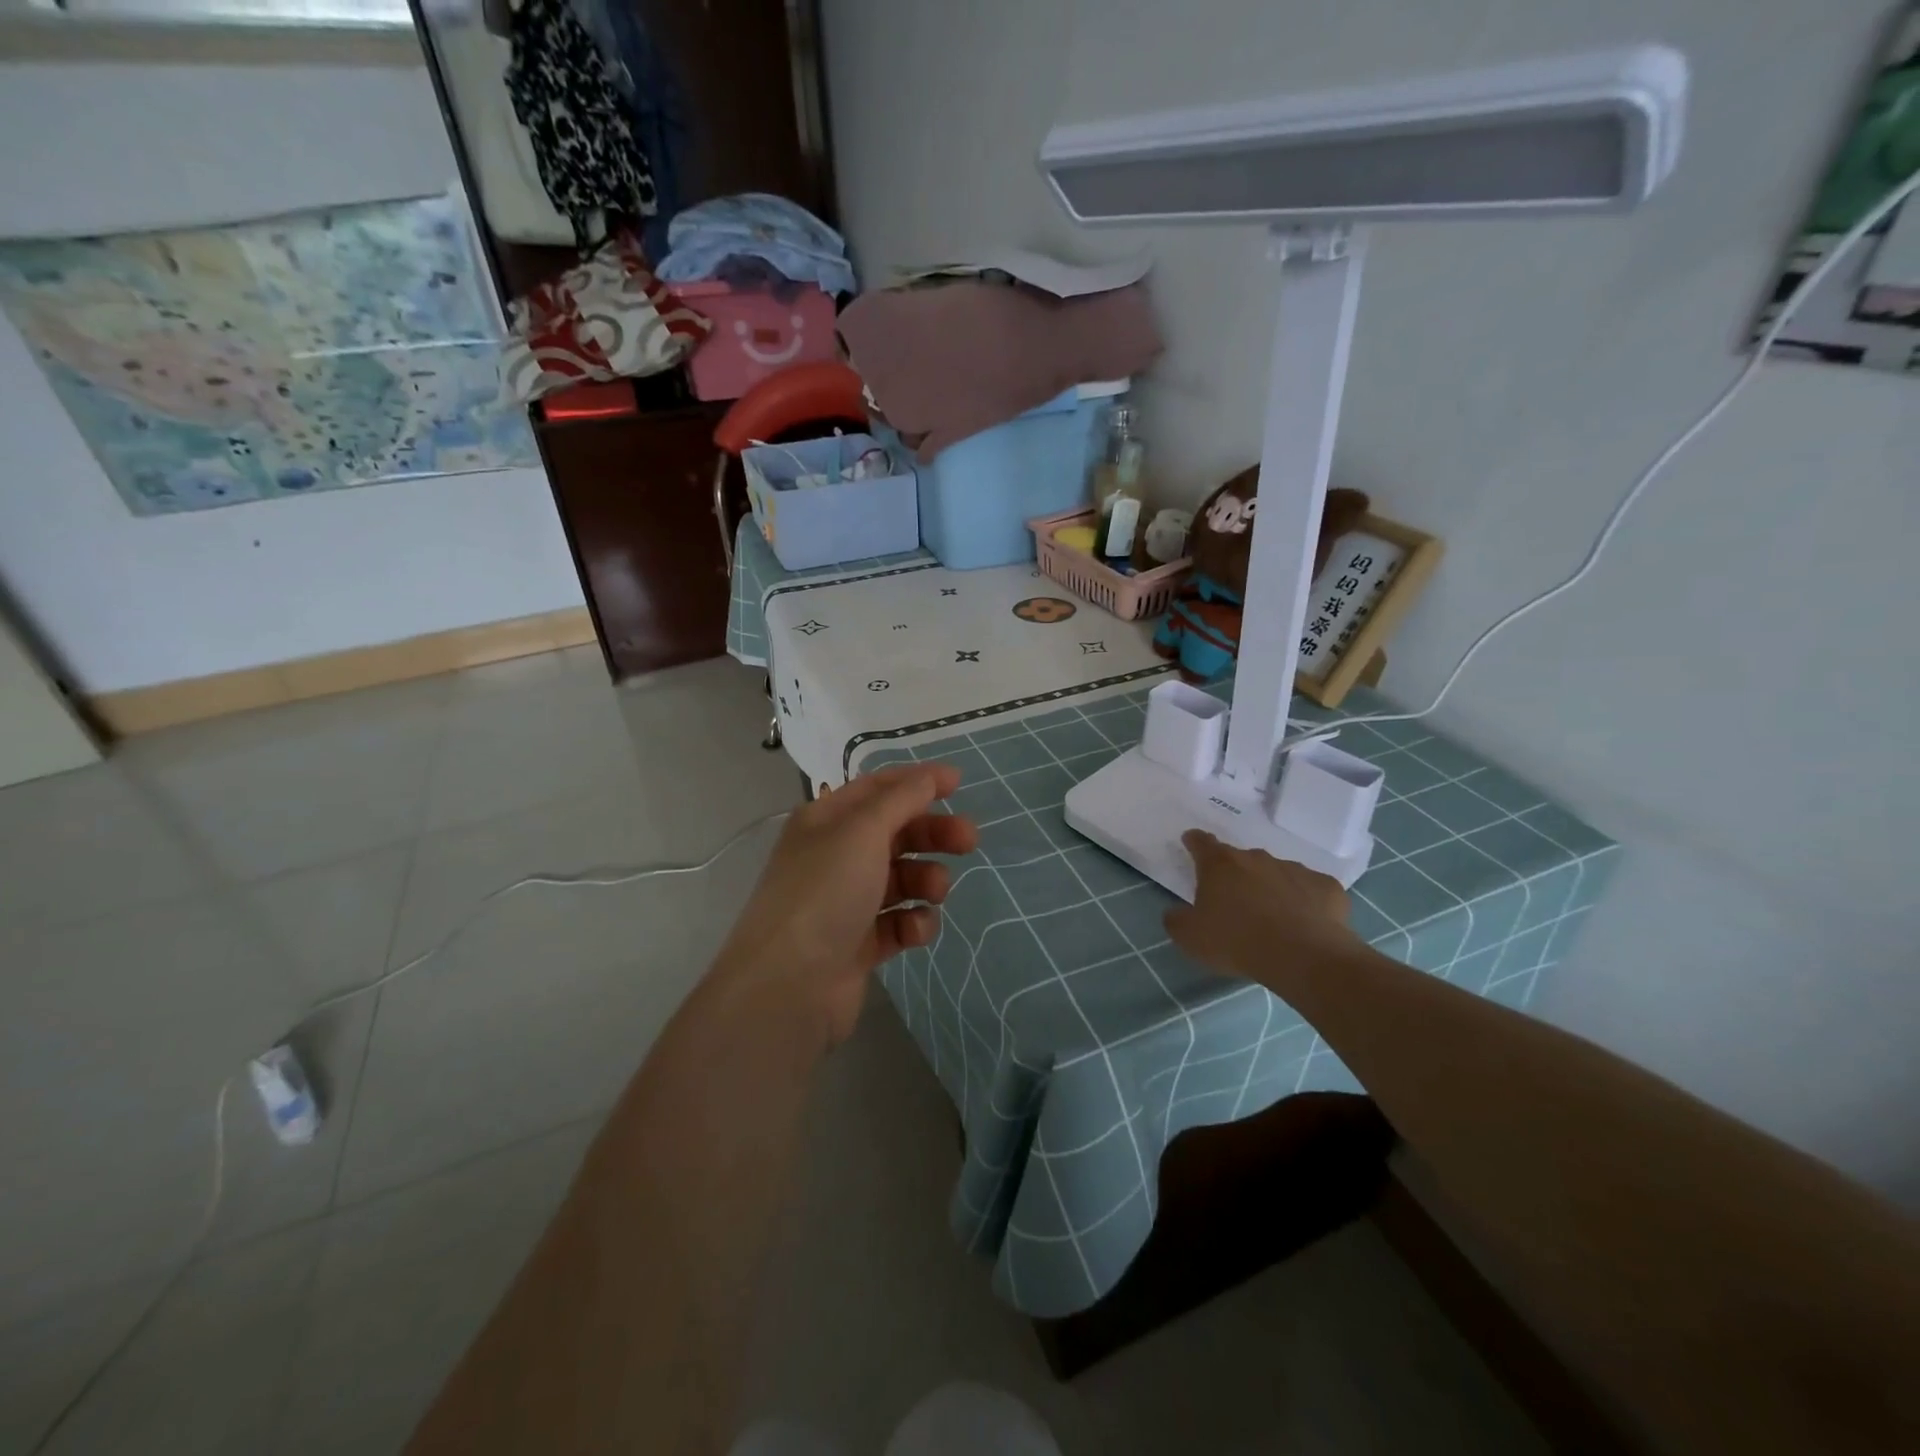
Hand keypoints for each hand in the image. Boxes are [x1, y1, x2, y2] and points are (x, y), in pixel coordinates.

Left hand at [711, 764, 977, 1043]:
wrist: (788, 986)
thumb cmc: (824, 893)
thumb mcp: (862, 832)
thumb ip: (901, 799)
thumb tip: (928, 775)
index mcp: (826, 821)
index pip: (878, 788)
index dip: (918, 782)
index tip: (959, 784)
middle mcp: (835, 856)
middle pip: (896, 833)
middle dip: (933, 833)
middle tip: (969, 840)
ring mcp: (846, 902)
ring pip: (902, 878)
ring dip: (926, 879)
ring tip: (934, 891)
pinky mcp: (859, 944)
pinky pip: (898, 922)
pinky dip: (913, 922)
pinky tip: (914, 930)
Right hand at [1164, 830, 1358, 981]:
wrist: (1304, 956)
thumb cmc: (1237, 941)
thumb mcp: (1190, 938)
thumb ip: (1177, 919)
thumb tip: (1176, 912)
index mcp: (1220, 865)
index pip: (1202, 843)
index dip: (1195, 842)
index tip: (1192, 842)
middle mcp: (1257, 858)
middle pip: (1241, 860)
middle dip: (1237, 875)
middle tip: (1236, 901)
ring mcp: (1295, 869)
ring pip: (1277, 873)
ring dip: (1272, 888)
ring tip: (1273, 919)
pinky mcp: (1326, 887)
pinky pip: (1311, 890)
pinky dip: (1306, 902)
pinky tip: (1306, 924)